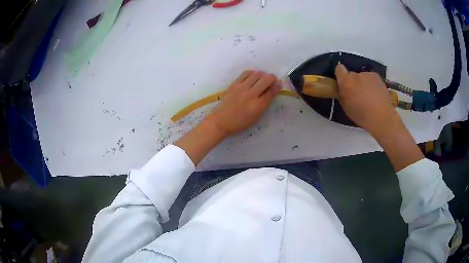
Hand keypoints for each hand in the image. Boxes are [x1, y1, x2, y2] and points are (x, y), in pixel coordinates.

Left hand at [208, 70, 280, 134]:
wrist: (222, 120)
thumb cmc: (241, 121)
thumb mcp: (257, 115)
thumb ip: (266, 102)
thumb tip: (274, 89)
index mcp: (258, 105)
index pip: (271, 91)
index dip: (277, 86)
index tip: (279, 84)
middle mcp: (251, 95)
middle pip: (266, 80)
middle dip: (272, 78)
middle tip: (271, 81)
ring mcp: (242, 88)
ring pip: (257, 74)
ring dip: (263, 75)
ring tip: (262, 79)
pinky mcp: (234, 84)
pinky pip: (246, 73)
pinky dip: (253, 73)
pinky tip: (253, 77)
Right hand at [334, 64, 396, 133]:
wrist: (382, 117)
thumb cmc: (362, 116)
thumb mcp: (346, 108)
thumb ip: (343, 95)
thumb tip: (342, 90)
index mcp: (346, 83)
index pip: (339, 69)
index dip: (340, 74)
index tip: (343, 82)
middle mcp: (356, 75)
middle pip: (352, 75)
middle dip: (353, 82)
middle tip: (358, 94)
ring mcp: (367, 74)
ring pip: (362, 77)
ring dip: (363, 83)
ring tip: (369, 96)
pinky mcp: (376, 76)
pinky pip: (370, 78)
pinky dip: (371, 84)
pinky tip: (376, 94)